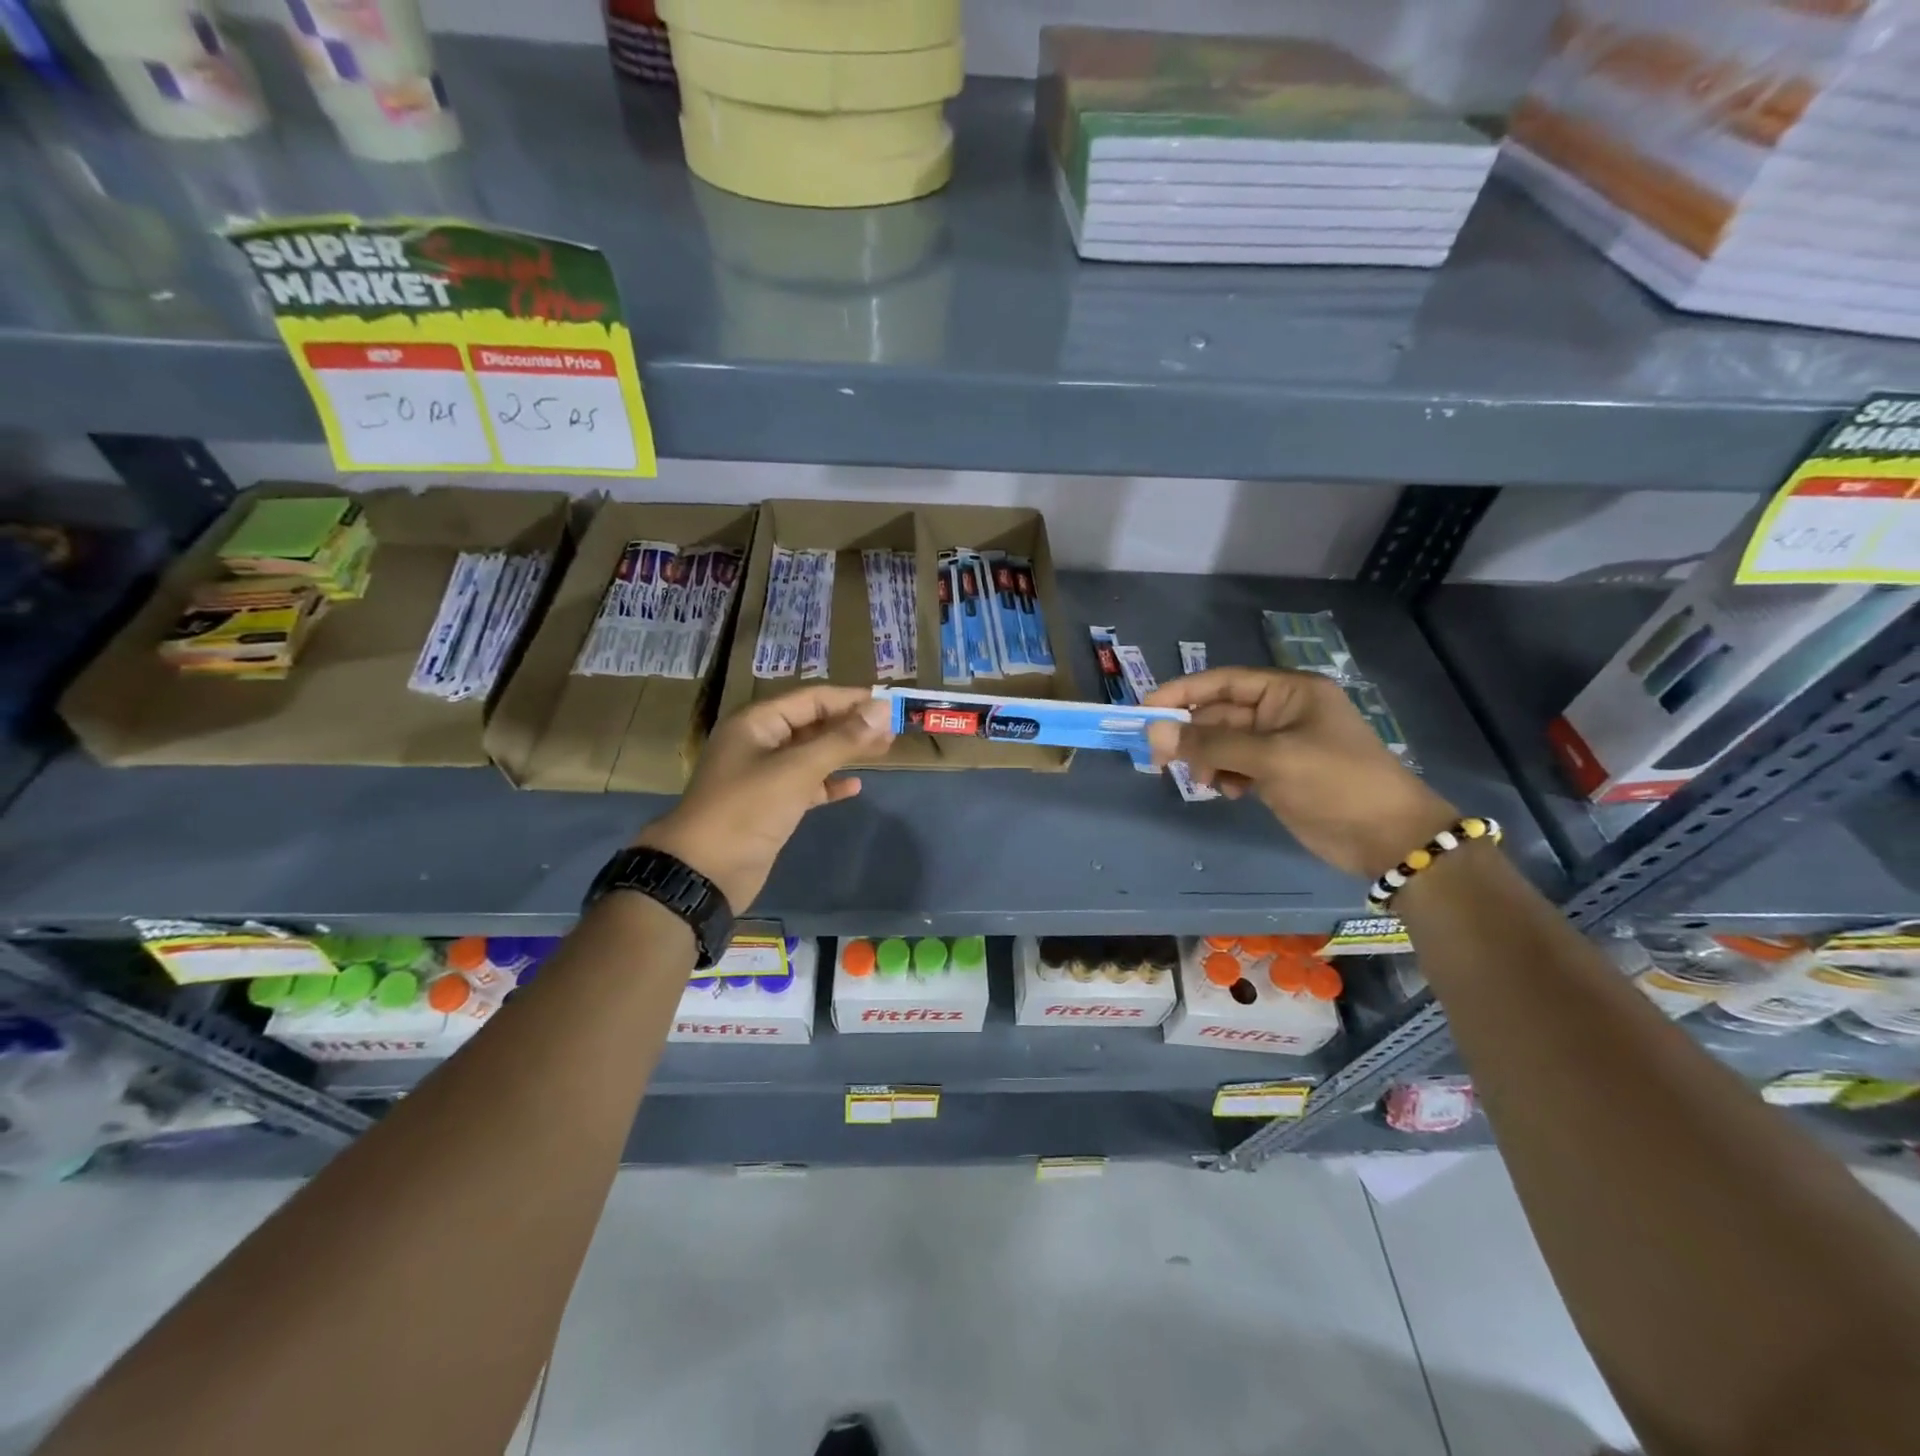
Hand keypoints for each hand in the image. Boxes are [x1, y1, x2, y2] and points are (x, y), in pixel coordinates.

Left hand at [636, 686, 893, 909]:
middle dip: (851, 725)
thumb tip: (881, 710)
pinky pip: (806, 785)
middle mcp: (759, 742)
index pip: (811, 699)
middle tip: (892, 728)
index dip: (850, 699)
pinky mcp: (770, 805)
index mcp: (757, 723)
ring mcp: (763, 775)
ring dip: (844, 752)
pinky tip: (854, 787)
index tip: (888, 703)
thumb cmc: (747, 809)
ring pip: (811, 754)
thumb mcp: (797, 770)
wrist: (704, 871)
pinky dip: (828, 784)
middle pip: (813, 724)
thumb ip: (841, 740)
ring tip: (883, 750)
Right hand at [1144, 668, 1457, 879]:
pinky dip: (1225, 776)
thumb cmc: (1336, 783)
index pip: (1222, 682)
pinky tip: (1231, 793)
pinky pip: (1235, 766)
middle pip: (1219, 714)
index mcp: (1288, 692)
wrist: (1388, 837)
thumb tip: (1155, 733)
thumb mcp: (1272, 758)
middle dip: (1191, 735)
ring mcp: (1279, 745)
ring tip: (1204, 781)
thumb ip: (1211, 744)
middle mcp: (1281, 712)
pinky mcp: (1277, 774)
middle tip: (1159, 759)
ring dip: (1207, 759)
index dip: (1182, 693)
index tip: (1145, 711)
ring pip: (1223, 743)